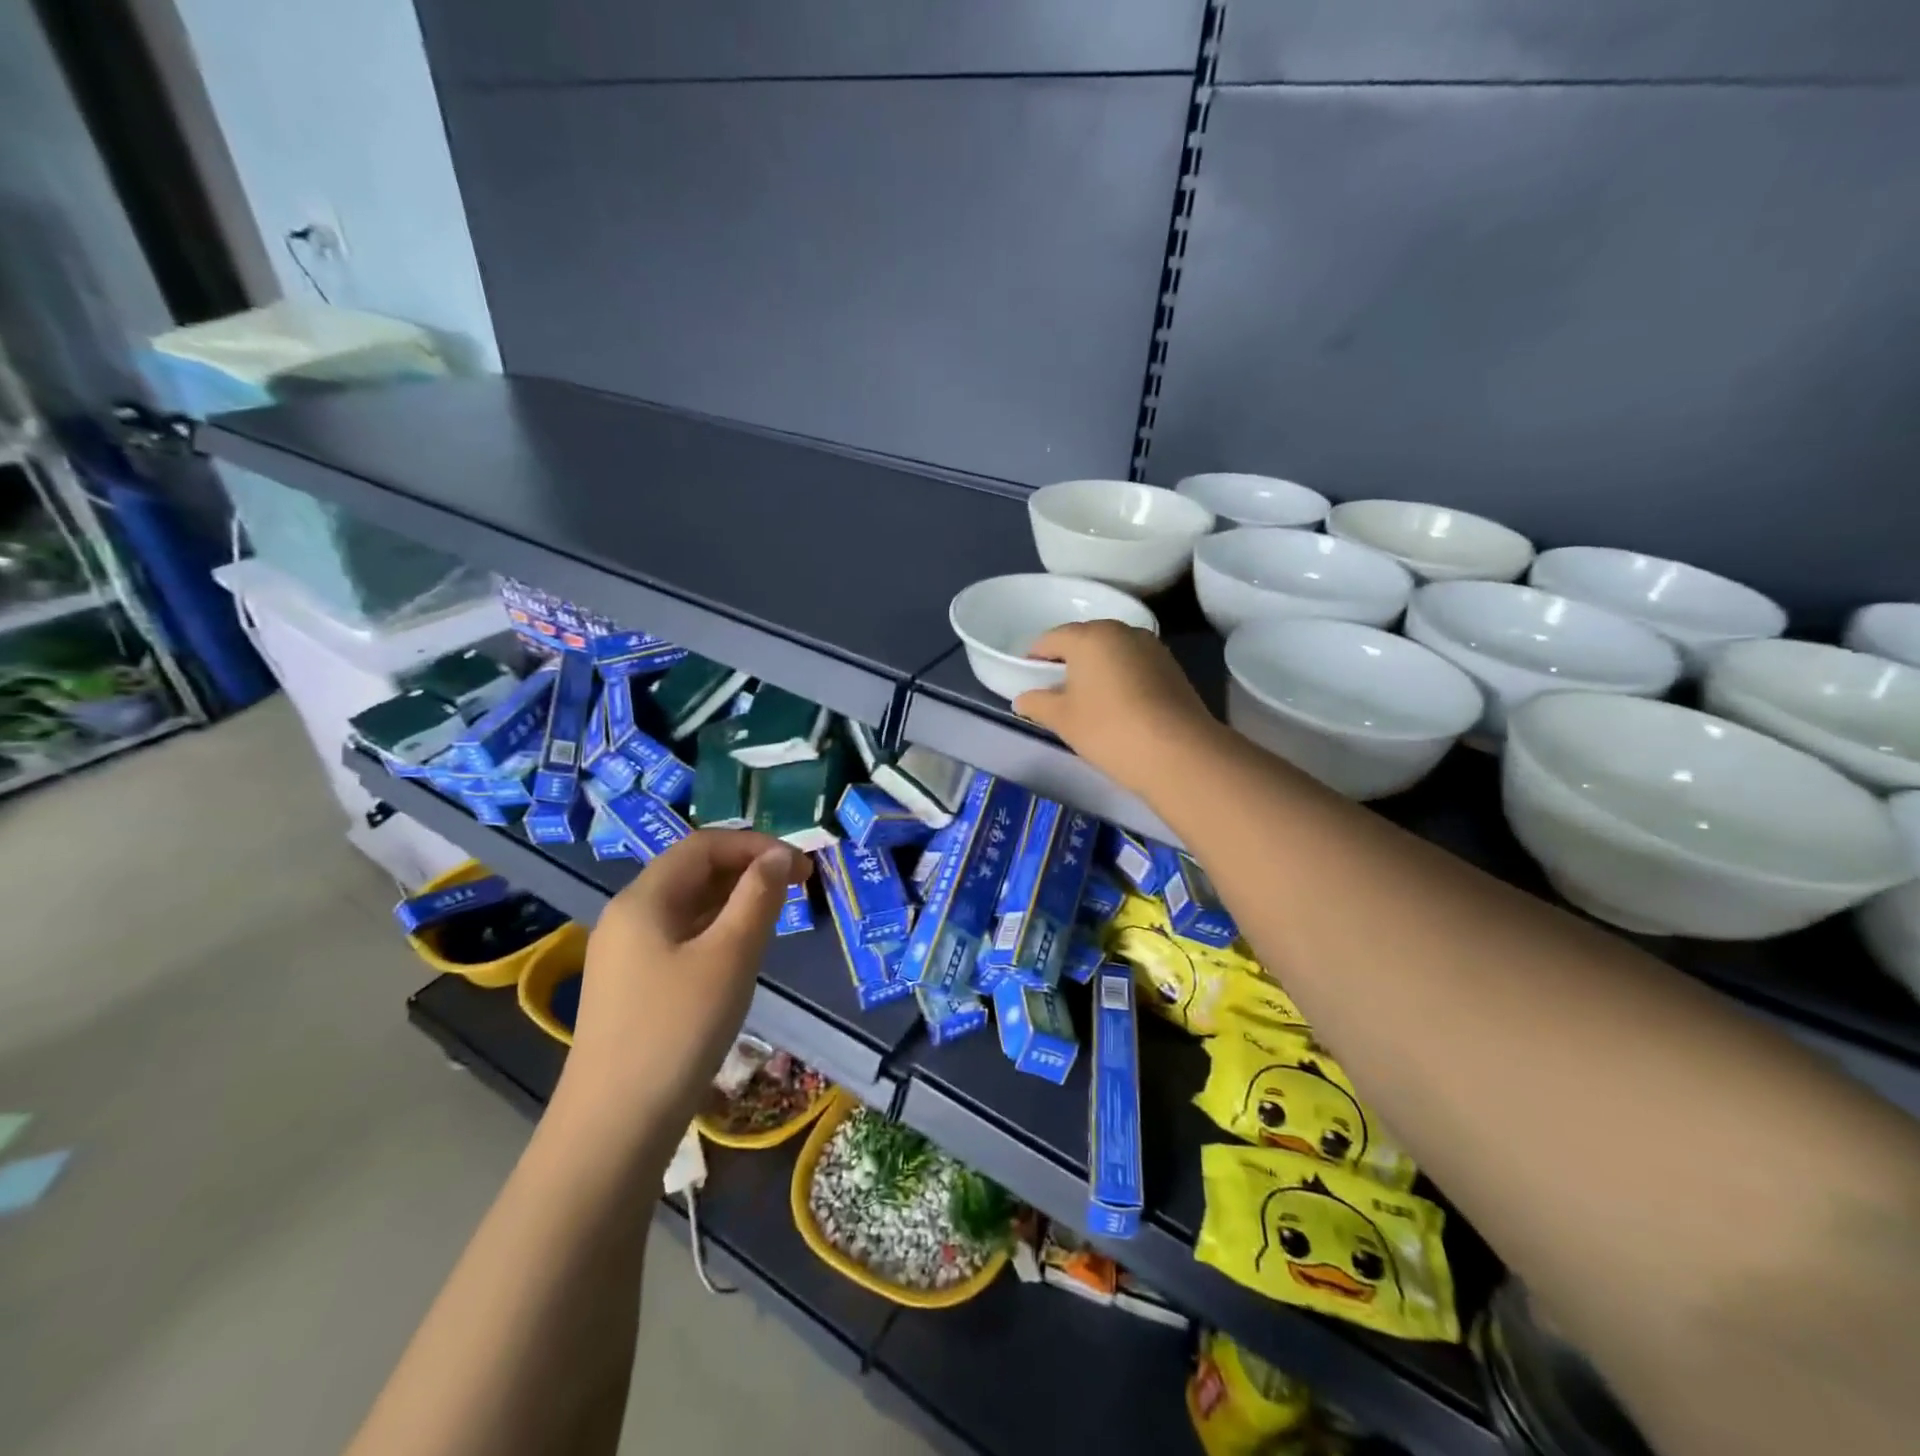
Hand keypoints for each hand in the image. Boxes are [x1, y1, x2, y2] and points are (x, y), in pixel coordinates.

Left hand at [551, 829, 810, 1153]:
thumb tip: (777, 857)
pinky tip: (740, 952)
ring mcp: (625, 953)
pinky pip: (679, 936)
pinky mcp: (631, 985)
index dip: (755, 845)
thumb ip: (757, 897)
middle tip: (797, 886)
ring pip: (687, 905)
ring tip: (776, 914)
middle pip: (692, 871)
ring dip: (734, 899)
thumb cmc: (678, 1029)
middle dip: (747, 869)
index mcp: (644, 898)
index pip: (703, 845)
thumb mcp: (730, 956)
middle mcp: (628, 916)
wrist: (614, 1126)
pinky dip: (716, 929)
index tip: (801, 866)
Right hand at [1012, 620, 1219, 797]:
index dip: (1034, 659)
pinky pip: (1134, 665)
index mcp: (1090, 636)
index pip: (1051, 639)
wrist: (1179, 753)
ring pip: (1112, 653)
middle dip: (1067, 662)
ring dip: (1096, 670)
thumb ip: (1037, 703)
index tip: (1028, 681)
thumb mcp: (1062, 719)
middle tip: (1056, 692)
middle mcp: (1122, 631)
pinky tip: (1118, 706)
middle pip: (1084, 641)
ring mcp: (1152, 647)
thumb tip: (1022, 699)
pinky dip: (1121, 679)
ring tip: (1088, 701)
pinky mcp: (1172, 667)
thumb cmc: (1109, 729)